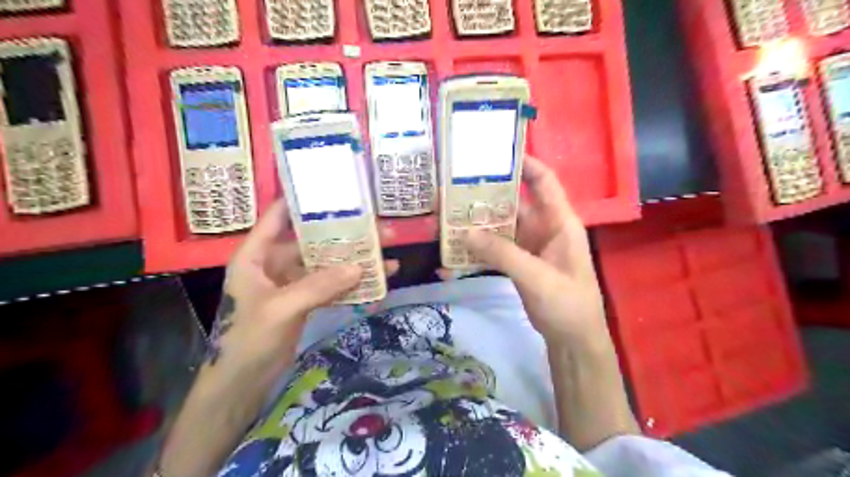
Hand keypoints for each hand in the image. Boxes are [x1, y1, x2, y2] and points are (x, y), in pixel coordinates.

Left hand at [203, 200, 398, 392]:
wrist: (242, 384)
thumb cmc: (248, 340)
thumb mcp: (281, 308)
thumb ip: (318, 286)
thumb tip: (360, 267)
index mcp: (257, 255)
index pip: (279, 217)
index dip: (304, 201)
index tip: (335, 190)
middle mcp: (275, 263)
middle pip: (314, 242)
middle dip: (345, 236)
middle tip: (378, 230)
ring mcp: (292, 283)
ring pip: (327, 265)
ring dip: (354, 263)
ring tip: (387, 258)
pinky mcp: (304, 301)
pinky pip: (331, 287)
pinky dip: (351, 286)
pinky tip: (375, 284)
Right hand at [463, 157, 606, 345]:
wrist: (573, 339)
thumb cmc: (567, 303)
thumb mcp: (537, 277)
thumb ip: (503, 254)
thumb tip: (466, 233)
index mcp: (559, 222)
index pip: (544, 181)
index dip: (525, 163)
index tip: (495, 153)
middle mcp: (544, 227)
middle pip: (514, 202)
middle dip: (488, 194)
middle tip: (456, 186)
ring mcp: (530, 245)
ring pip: (502, 225)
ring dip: (479, 222)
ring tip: (449, 214)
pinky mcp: (519, 262)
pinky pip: (496, 247)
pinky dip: (479, 247)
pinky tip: (457, 247)